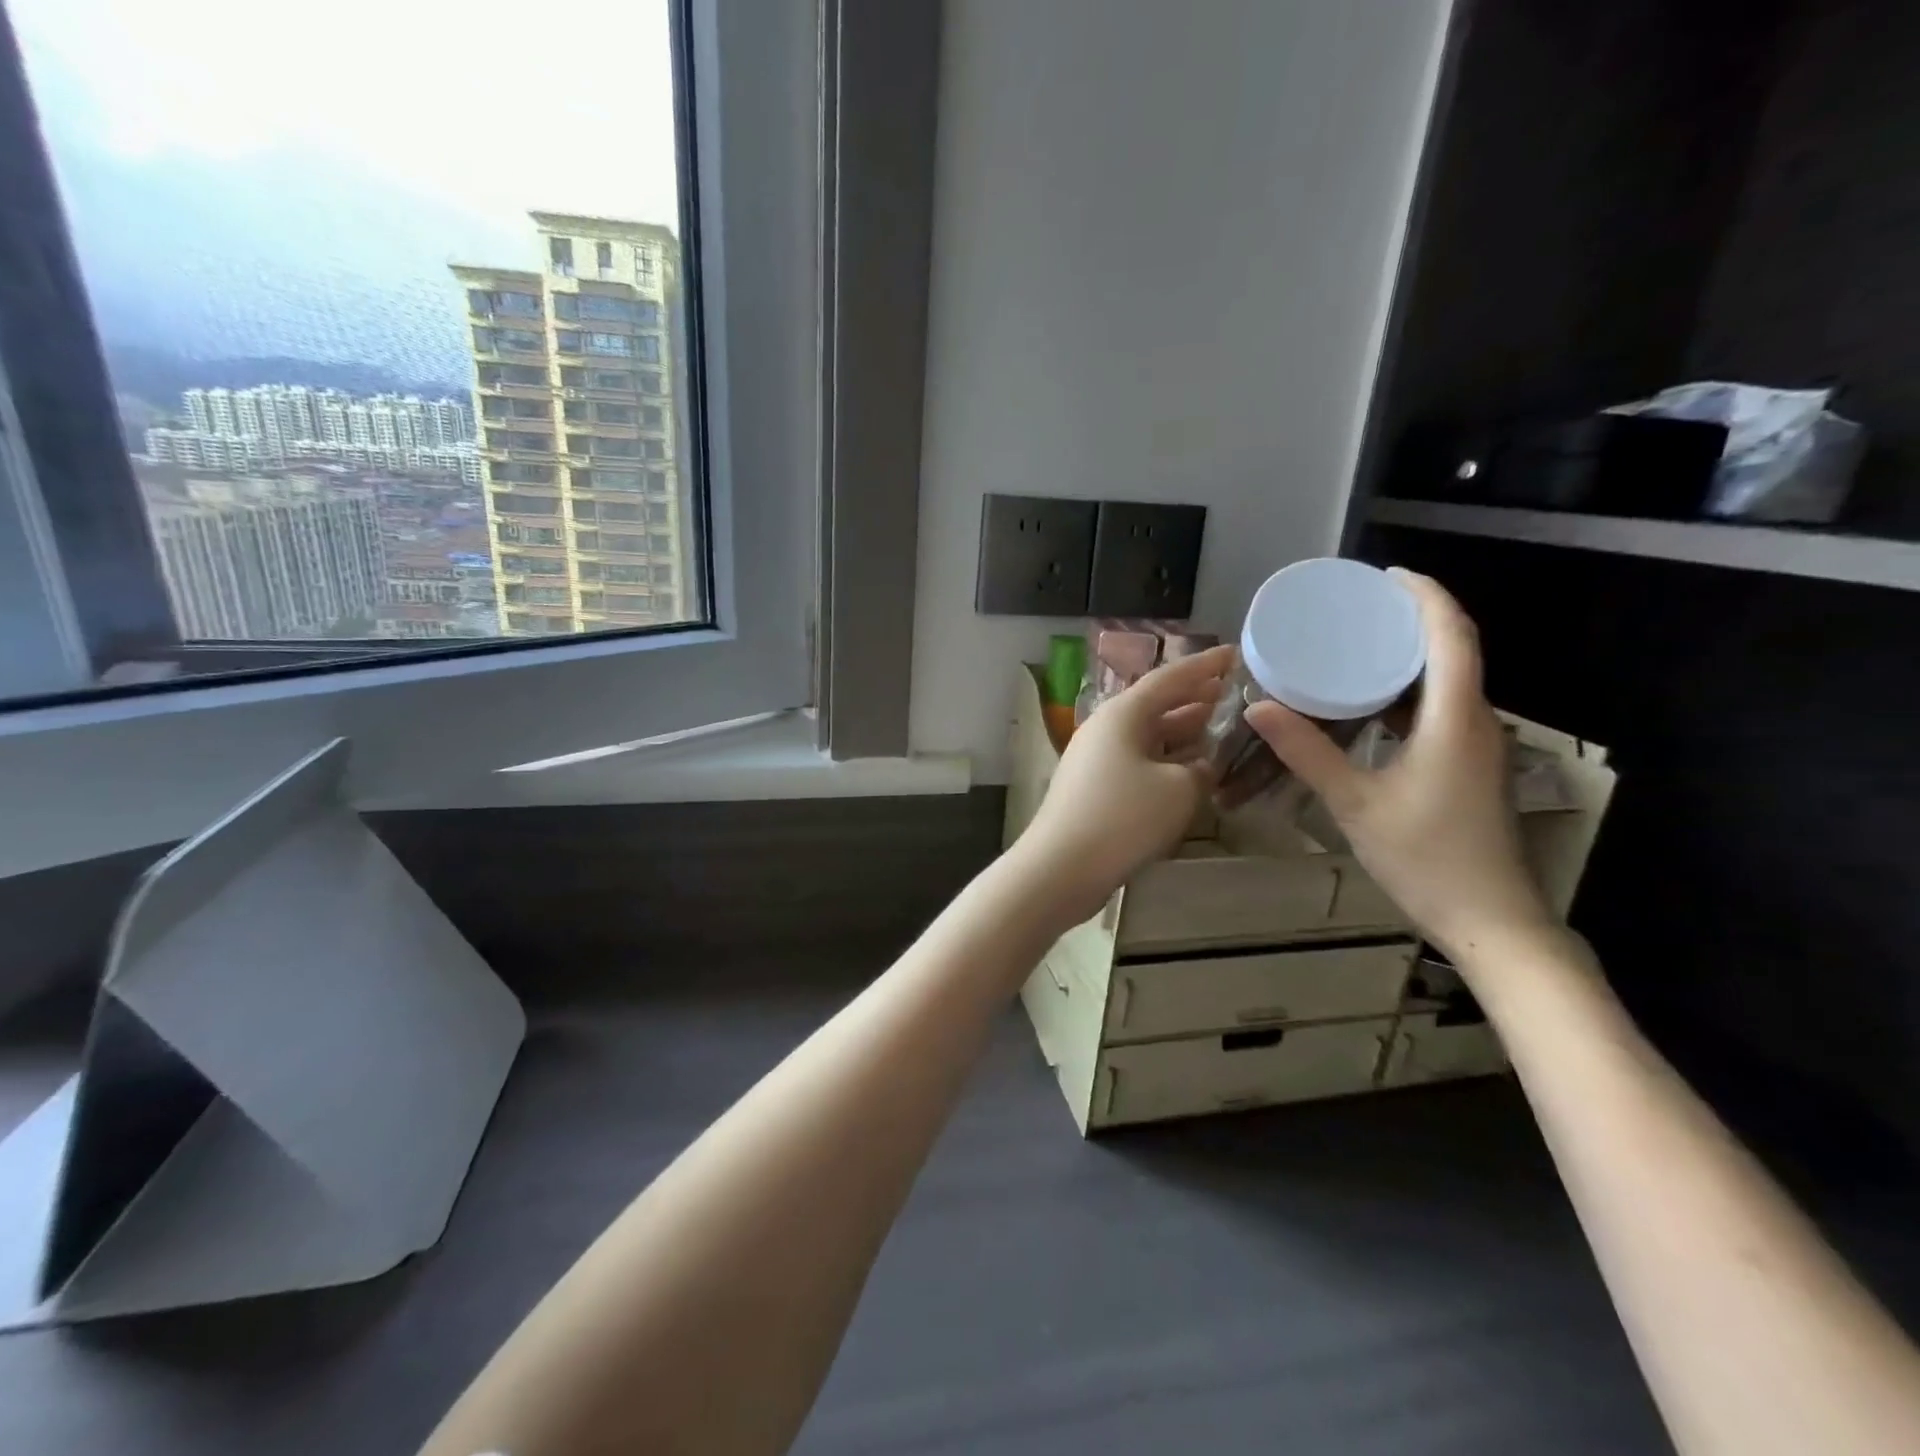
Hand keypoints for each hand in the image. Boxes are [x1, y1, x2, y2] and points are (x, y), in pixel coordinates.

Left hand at [1015, 644, 1233, 928]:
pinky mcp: (1095, 788)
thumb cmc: (1123, 817)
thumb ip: (1200, 770)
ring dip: (1183, 731)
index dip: (1205, 666)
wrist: (1061, 867)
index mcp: (1123, 714)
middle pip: (1156, 705)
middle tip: (1232, 692)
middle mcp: (1106, 728)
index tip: (1235, 654)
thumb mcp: (1178, 790)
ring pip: (1148, 736)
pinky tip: (1191, 773)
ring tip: (1219, 726)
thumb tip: (1202, 766)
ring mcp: (1097, 759)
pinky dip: (1167, 762)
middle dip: (1195, 698)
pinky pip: (1139, 762)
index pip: (1170, 678)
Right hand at [1243, 572, 1554, 963]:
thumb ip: (1308, 751)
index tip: (1387, 576)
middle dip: (1414, 619)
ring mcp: (1477, 746)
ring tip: (1358, 645)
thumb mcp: (1355, 802)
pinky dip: (1408, 692)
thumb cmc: (1426, 857)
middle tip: (1360, 607)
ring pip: (1449, 682)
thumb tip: (1260, 705)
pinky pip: (1441, 710)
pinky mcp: (1469, 767)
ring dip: (1411, 656)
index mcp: (1455, 718)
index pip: (1452, 636)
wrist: (1490, 920)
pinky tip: (1370, 705)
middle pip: (1455, 650)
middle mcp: (1475, 721)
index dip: (1426, 596)